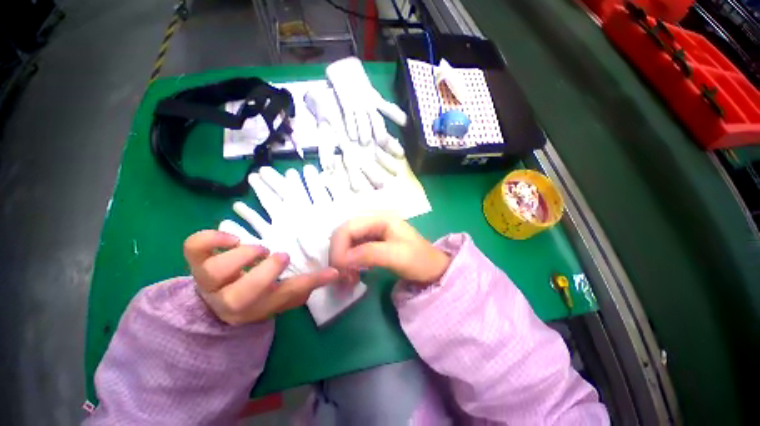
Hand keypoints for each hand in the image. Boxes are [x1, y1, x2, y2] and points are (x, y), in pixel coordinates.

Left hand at [184, 230, 338, 324]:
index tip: (331, 271)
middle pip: (240, 295)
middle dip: (266, 273)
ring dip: (245, 255)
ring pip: (214, 271)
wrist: (218, 296)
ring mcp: (207, 280)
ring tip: (259, 250)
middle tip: (281, 257)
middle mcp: (227, 299)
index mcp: (254, 308)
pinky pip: (195, 247)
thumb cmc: (256, 294)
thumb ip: (306, 284)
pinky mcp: (195, 261)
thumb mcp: (282, 293)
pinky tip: (233, 240)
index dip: (310, 282)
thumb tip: (333, 273)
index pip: (285, 297)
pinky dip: (214, 239)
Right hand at [329, 215, 450, 285]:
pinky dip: (349, 263)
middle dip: (339, 254)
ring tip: (347, 278)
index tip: (339, 270)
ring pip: (346, 242)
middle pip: (344, 233)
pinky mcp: (372, 243)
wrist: (433, 269)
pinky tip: (352, 275)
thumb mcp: (397, 256)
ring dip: (342, 260)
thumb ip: (370, 253)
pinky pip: (353, 250)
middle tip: (341, 276)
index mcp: (380, 219)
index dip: (339, 247)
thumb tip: (342, 259)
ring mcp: (372, 233)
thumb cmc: (419, 260)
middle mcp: (373, 222)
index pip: (348, 227)